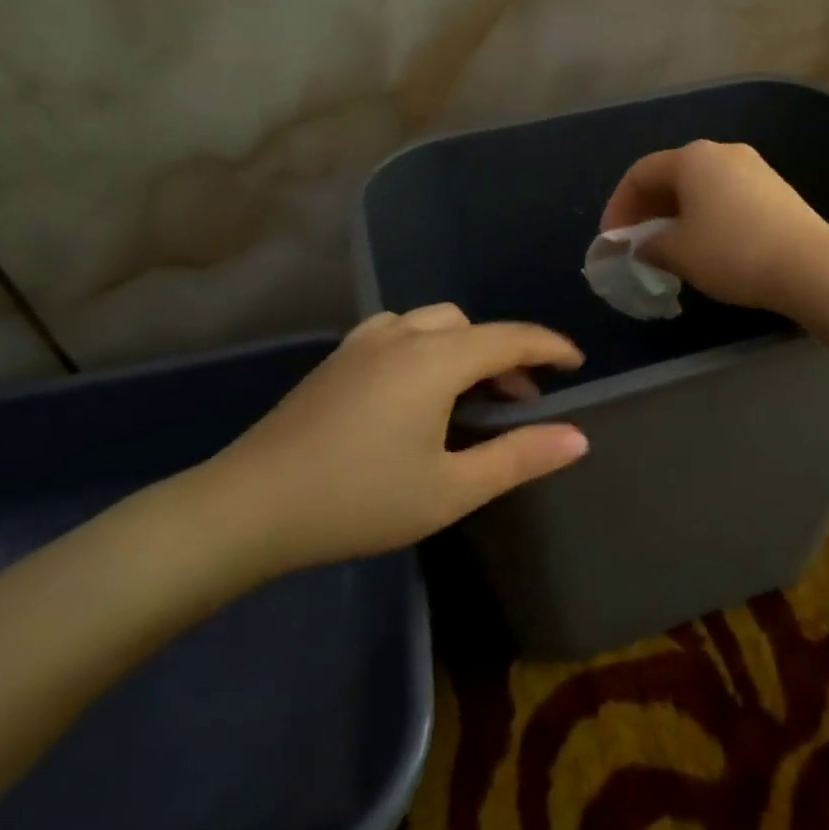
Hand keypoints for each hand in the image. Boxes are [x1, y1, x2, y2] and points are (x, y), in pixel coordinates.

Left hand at [186, 306, 586, 580]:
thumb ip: (519, 458)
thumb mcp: (450, 489)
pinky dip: (428, 347)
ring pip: (434, 324)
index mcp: (435, 359)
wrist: (250, 505)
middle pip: (472, 327)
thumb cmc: (359, 500)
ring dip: (466, 348)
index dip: (549, 347)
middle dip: (506, 355)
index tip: (577, 363)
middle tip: (521, 402)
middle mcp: (402, 335)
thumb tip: (578, 437)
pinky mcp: (337, 358)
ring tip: (472, 395)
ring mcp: (363, 342)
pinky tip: (418, 388)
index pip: (510, 338)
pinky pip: (400, 332)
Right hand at [600, 141, 828, 311]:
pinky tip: (706, 245)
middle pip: (671, 175)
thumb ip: (649, 245)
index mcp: (692, 158)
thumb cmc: (731, 252)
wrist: (809, 265)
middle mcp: (722, 152)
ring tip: (669, 247)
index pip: (640, 173)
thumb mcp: (678, 253)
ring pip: (700, 187)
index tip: (613, 239)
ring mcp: (754, 168)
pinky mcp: (775, 189)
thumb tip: (642, 246)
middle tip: (636, 243)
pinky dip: (705, 216)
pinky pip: (725, 196)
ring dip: (676, 214)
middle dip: (647, 209)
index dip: (619, 206)